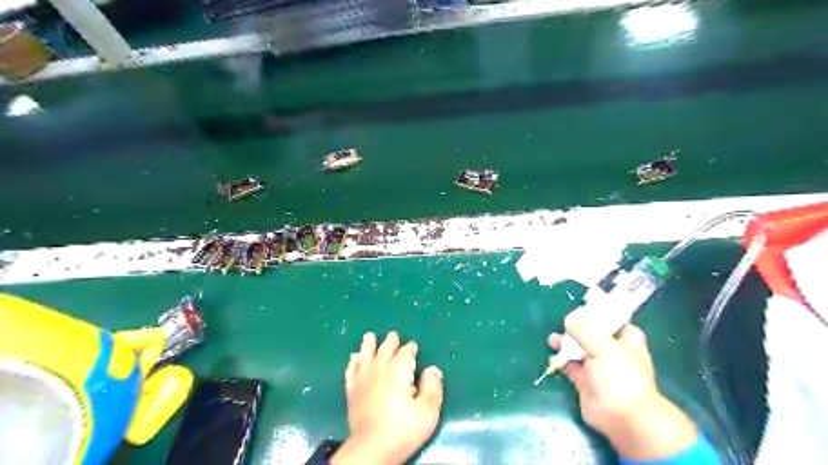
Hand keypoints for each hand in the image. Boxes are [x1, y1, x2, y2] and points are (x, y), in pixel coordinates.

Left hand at [333, 330, 442, 463]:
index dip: (410, 348)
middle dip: (390, 342)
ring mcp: (363, 379)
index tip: (413, 346)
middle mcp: (379, 370)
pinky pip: (351, 370)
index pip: (406, 353)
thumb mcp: (427, 411)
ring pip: (365, 355)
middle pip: (385, 350)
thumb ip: (432, 387)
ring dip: (368, 345)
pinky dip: (353, 362)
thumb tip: (433, 368)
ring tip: (369, 336)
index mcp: (398, 371)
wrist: (372, 448)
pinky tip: (354, 357)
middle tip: (393, 335)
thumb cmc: (403, 429)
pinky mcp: (352, 391)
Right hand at [548, 313, 695, 460]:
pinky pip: (569, 365)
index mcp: (625, 339)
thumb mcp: (604, 346)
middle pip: (591, 332)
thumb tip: (569, 318)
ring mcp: (597, 366)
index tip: (581, 307)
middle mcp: (611, 350)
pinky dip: (561, 361)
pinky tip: (553, 358)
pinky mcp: (584, 380)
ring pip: (578, 348)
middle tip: (564, 324)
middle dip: (576, 328)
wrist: (622, 417)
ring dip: (565, 343)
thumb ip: (585, 329)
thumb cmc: (621, 377)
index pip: (612, 319)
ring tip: (552, 340)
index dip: (598, 313)